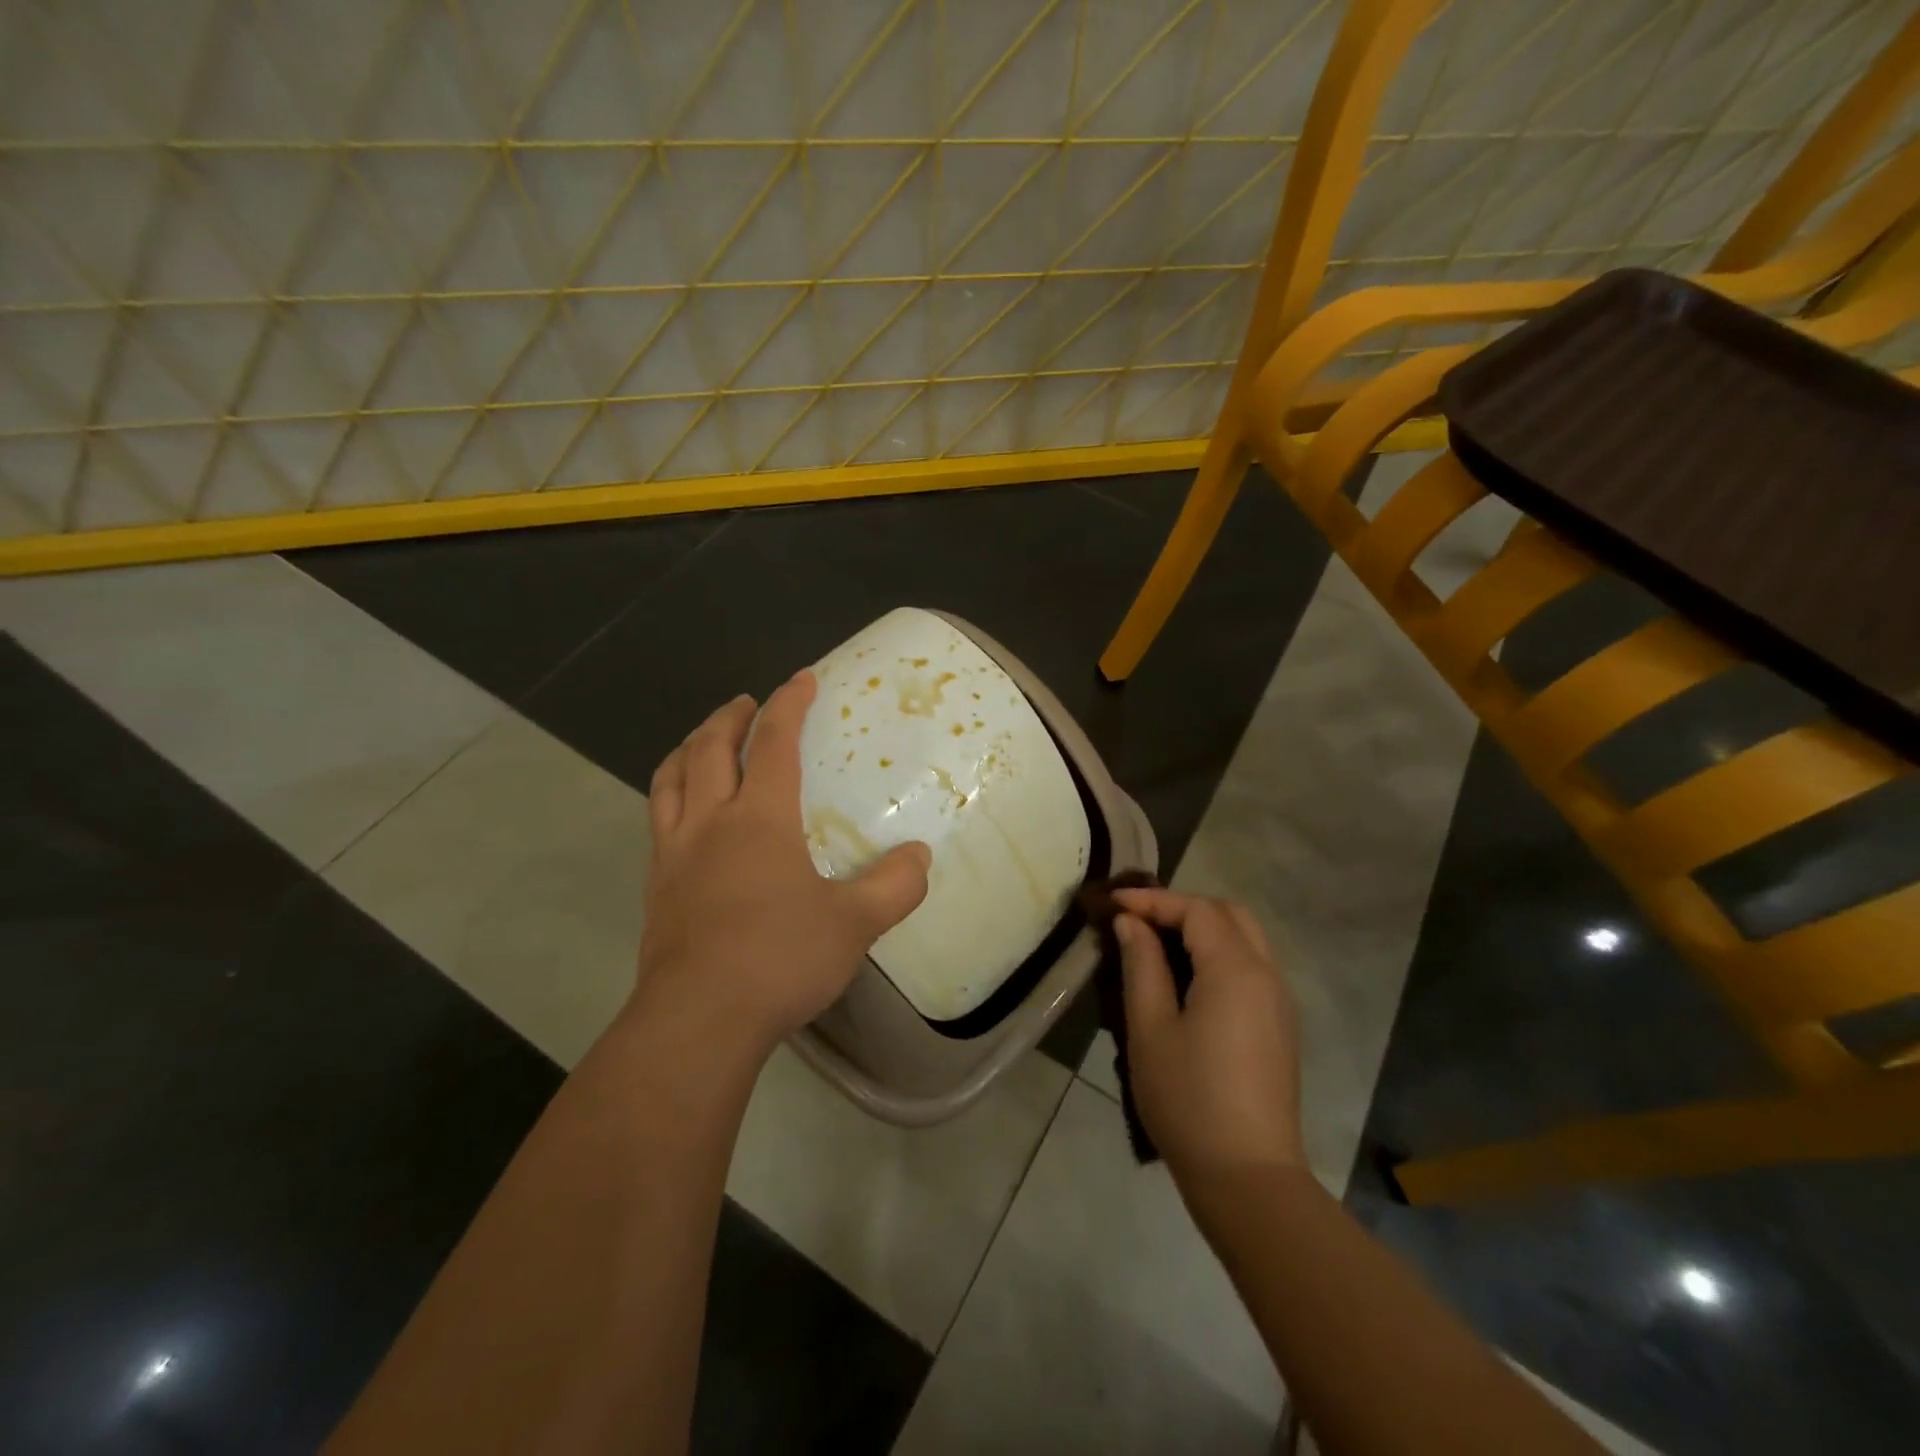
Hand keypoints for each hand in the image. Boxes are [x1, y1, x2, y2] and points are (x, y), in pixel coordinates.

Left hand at [635, 671, 931, 1055]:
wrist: (698, 1019)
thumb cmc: (779, 958)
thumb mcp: (854, 924)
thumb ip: (894, 886)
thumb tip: (920, 858)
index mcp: (759, 819)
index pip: (774, 743)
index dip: (789, 704)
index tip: (802, 679)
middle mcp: (710, 822)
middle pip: (709, 749)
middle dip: (730, 717)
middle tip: (746, 704)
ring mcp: (674, 854)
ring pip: (670, 779)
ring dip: (688, 748)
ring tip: (703, 741)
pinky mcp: (656, 887)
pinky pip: (658, 820)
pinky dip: (671, 795)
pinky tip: (684, 814)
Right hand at [1112, 888, 1304, 1197]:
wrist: (1248, 1177)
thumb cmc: (1188, 1099)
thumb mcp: (1149, 1028)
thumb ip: (1141, 965)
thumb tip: (1131, 923)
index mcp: (1236, 970)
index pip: (1196, 910)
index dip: (1153, 900)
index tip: (1112, 903)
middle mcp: (1267, 975)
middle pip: (1229, 914)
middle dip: (1183, 906)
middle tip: (1139, 918)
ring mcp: (1279, 1001)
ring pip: (1245, 938)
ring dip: (1203, 928)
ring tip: (1157, 941)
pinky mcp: (1280, 1026)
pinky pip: (1252, 966)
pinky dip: (1219, 952)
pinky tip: (1187, 975)